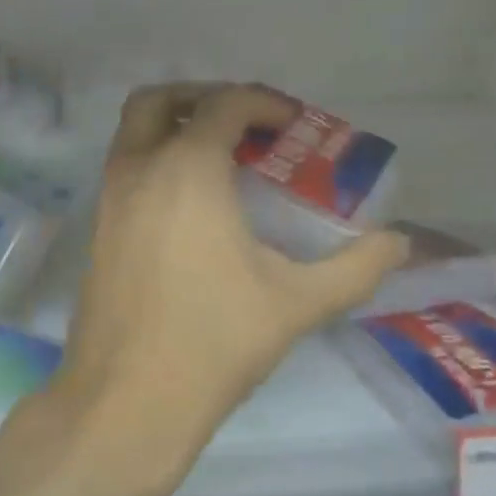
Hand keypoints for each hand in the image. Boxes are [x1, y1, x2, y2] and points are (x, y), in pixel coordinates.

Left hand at [52, 84, 409, 495]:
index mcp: (187, 169)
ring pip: (132, 135)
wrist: (128, 397)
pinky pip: (124, 172)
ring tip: (221, 164)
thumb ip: (357, 267)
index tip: (294, 126)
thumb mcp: (298, 302)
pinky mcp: (95, 232)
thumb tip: (400, 243)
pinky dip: (153, 164)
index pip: (223, 104)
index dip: (263, 103)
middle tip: (242, 126)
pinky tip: (189, 209)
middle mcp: (138, 170)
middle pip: (158, 101)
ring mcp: (107, 200)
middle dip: (201, 98)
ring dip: (172, 130)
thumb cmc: (215, 340)